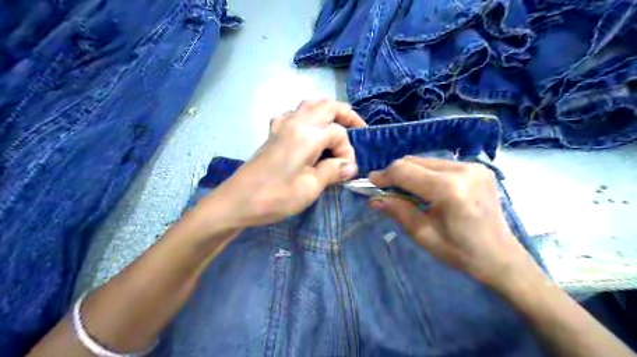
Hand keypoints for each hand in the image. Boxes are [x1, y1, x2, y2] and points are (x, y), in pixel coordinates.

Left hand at [201, 99, 365, 226]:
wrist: (237, 201)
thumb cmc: (275, 196)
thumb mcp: (310, 187)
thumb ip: (332, 171)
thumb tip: (350, 165)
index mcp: (307, 134)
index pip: (338, 133)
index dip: (347, 151)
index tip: (346, 171)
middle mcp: (295, 122)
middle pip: (326, 106)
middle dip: (345, 114)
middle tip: (358, 129)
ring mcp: (281, 125)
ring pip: (310, 106)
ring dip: (327, 112)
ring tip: (337, 128)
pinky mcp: (273, 133)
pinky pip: (294, 114)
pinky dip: (308, 117)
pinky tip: (309, 133)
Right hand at [368, 156, 535, 286]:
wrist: (500, 256)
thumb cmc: (460, 251)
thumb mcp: (423, 234)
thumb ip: (397, 211)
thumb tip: (373, 199)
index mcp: (448, 189)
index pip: (405, 171)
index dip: (384, 175)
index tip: (371, 183)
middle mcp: (462, 170)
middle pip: (414, 161)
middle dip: (396, 173)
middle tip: (386, 189)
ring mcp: (473, 166)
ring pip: (426, 161)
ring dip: (411, 172)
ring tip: (406, 191)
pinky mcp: (478, 168)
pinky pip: (440, 164)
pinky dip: (426, 173)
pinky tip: (426, 189)